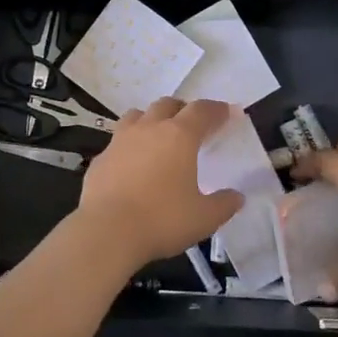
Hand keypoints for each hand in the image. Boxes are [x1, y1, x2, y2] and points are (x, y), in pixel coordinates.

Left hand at [77, 97, 242, 266]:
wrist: (107, 231)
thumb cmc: (162, 220)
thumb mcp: (204, 218)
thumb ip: (224, 204)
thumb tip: (237, 197)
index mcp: (179, 136)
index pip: (201, 111)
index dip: (216, 110)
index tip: (226, 113)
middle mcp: (149, 129)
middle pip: (167, 104)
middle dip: (182, 110)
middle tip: (192, 125)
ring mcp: (120, 141)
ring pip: (137, 115)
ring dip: (151, 120)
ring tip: (158, 136)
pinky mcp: (100, 158)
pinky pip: (117, 141)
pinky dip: (129, 145)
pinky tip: (132, 165)